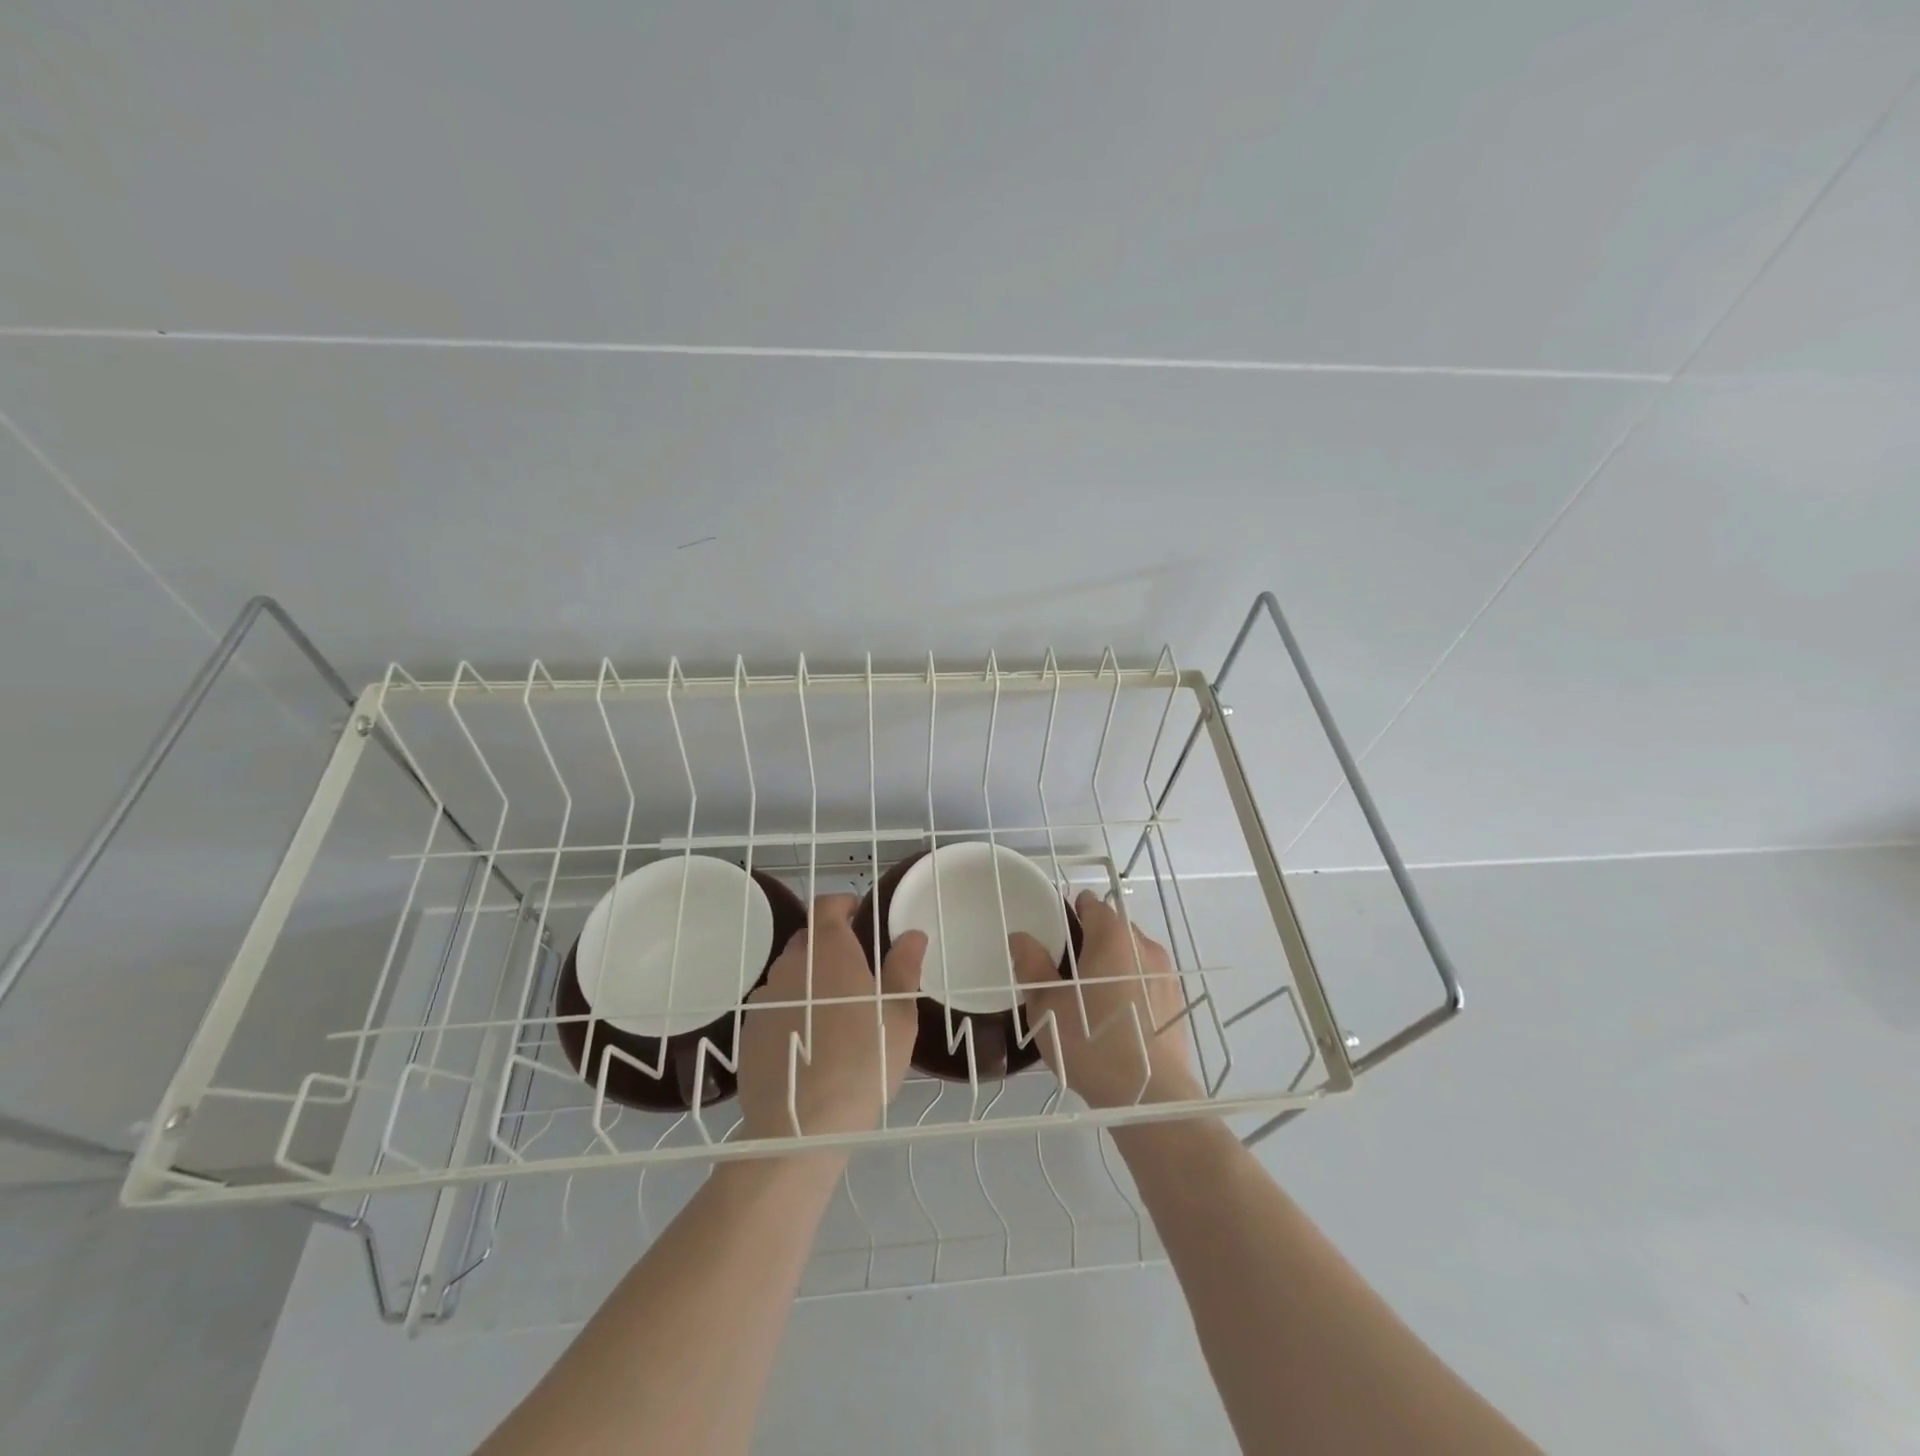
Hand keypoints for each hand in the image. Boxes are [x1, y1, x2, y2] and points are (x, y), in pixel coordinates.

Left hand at [737, 894, 924, 1140]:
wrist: (801, 1126)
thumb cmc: (863, 1062)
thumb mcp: (898, 1017)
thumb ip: (904, 969)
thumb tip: (913, 934)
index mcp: (829, 952)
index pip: (826, 906)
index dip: (842, 904)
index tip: (858, 912)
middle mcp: (791, 964)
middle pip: (807, 939)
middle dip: (829, 944)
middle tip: (855, 970)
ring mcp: (766, 997)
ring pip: (790, 973)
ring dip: (809, 979)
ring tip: (831, 1011)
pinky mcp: (749, 1029)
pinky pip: (775, 1005)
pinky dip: (791, 1009)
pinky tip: (807, 1041)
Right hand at [1009, 890, 1199, 1108]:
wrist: (1150, 1095)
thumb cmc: (1091, 1042)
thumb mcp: (1047, 1005)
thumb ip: (1033, 965)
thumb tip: (1021, 937)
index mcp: (1113, 937)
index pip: (1092, 904)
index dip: (1071, 912)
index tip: (1056, 935)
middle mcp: (1144, 946)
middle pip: (1114, 928)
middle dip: (1092, 941)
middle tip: (1067, 972)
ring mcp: (1166, 974)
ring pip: (1132, 955)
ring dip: (1113, 965)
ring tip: (1093, 999)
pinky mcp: (1177, 1002)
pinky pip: (1147, 980)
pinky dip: (1131, 987)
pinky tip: (1118, 1019)